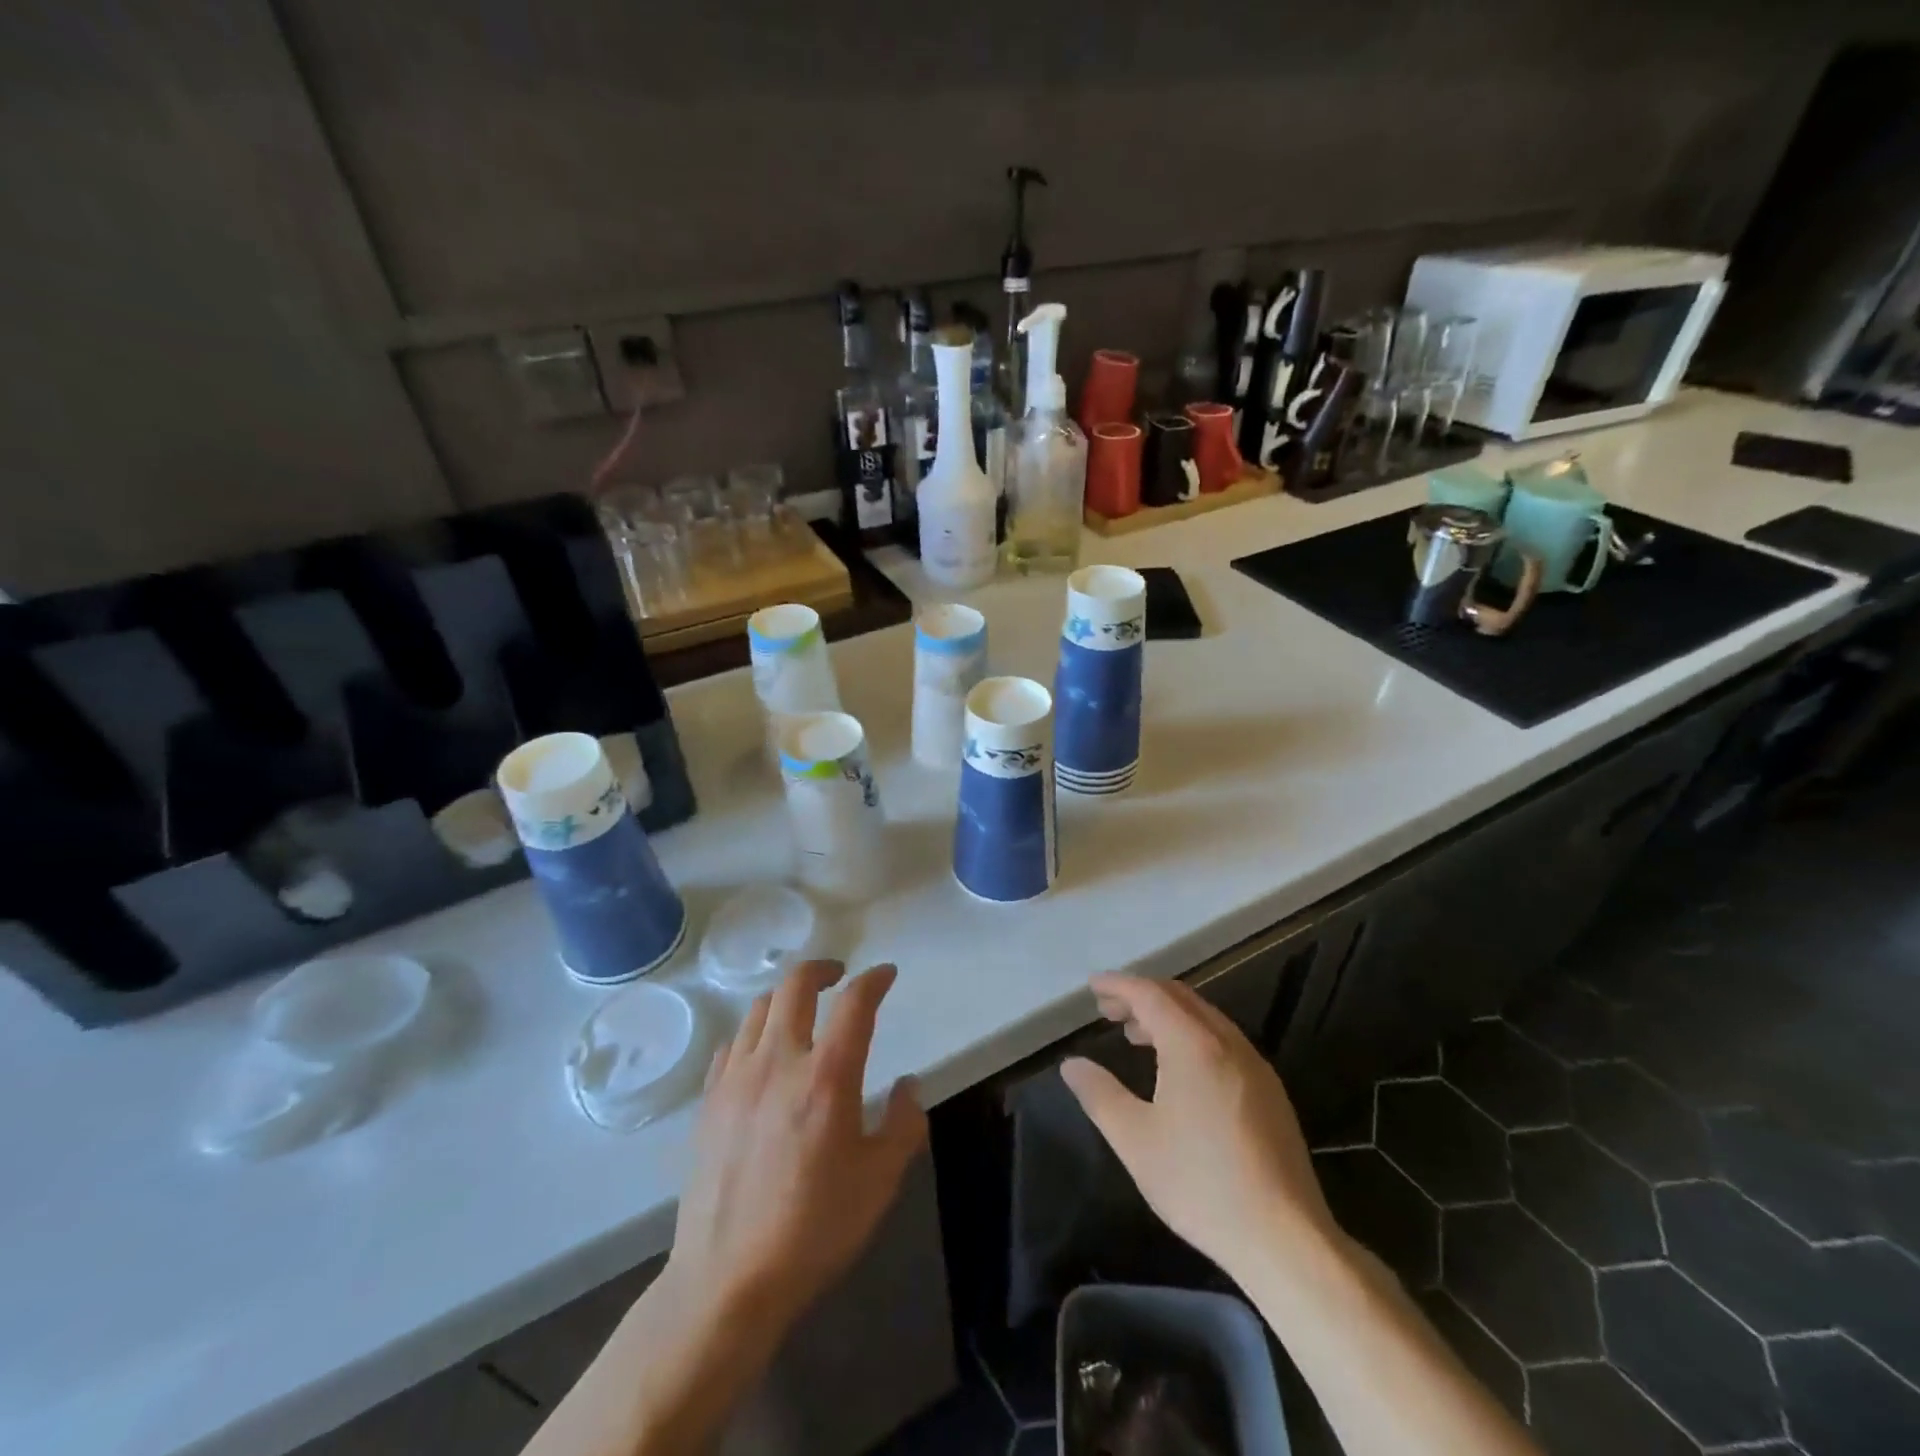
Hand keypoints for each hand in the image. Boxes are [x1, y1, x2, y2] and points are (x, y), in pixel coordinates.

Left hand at [669, 960, 926, 1332]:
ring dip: (786, 997)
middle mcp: (779, 1061)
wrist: (728, 1280)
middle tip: (839, 976)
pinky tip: (763, 1054)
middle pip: (795, 986)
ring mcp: (736, 1078)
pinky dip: (754, 1033)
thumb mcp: (880, 1181)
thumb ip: (904, 1124)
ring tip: (801, 1011)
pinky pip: (732, 1044)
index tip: (886, 975)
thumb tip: (908, 1085)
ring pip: (759, 1008)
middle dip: (821, 969)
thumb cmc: (814, 1228)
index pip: (854, 1003)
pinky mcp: (708, 1101)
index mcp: (826, 1076)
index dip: (874, 980)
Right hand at [1060, 974, 1336, 1285]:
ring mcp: (1255, 1066)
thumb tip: (1072, 1064)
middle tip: (1108, 1010)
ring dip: (1167, 1015)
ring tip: (1136, 1035)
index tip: (1092, 986)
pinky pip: (1223, 1041)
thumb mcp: (1135, 1140)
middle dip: (1141, 996)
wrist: (1285, 1240)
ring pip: (1204, 1018)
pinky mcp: (1270, 1092)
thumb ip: (1099, 1094)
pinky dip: (1191, 1035)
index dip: (1119, 985)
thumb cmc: (1200, 1184)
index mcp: (1193, 1045)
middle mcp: (1227, 1043)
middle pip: (1180, 998)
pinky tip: (1179, 1069)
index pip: (1150, 995)